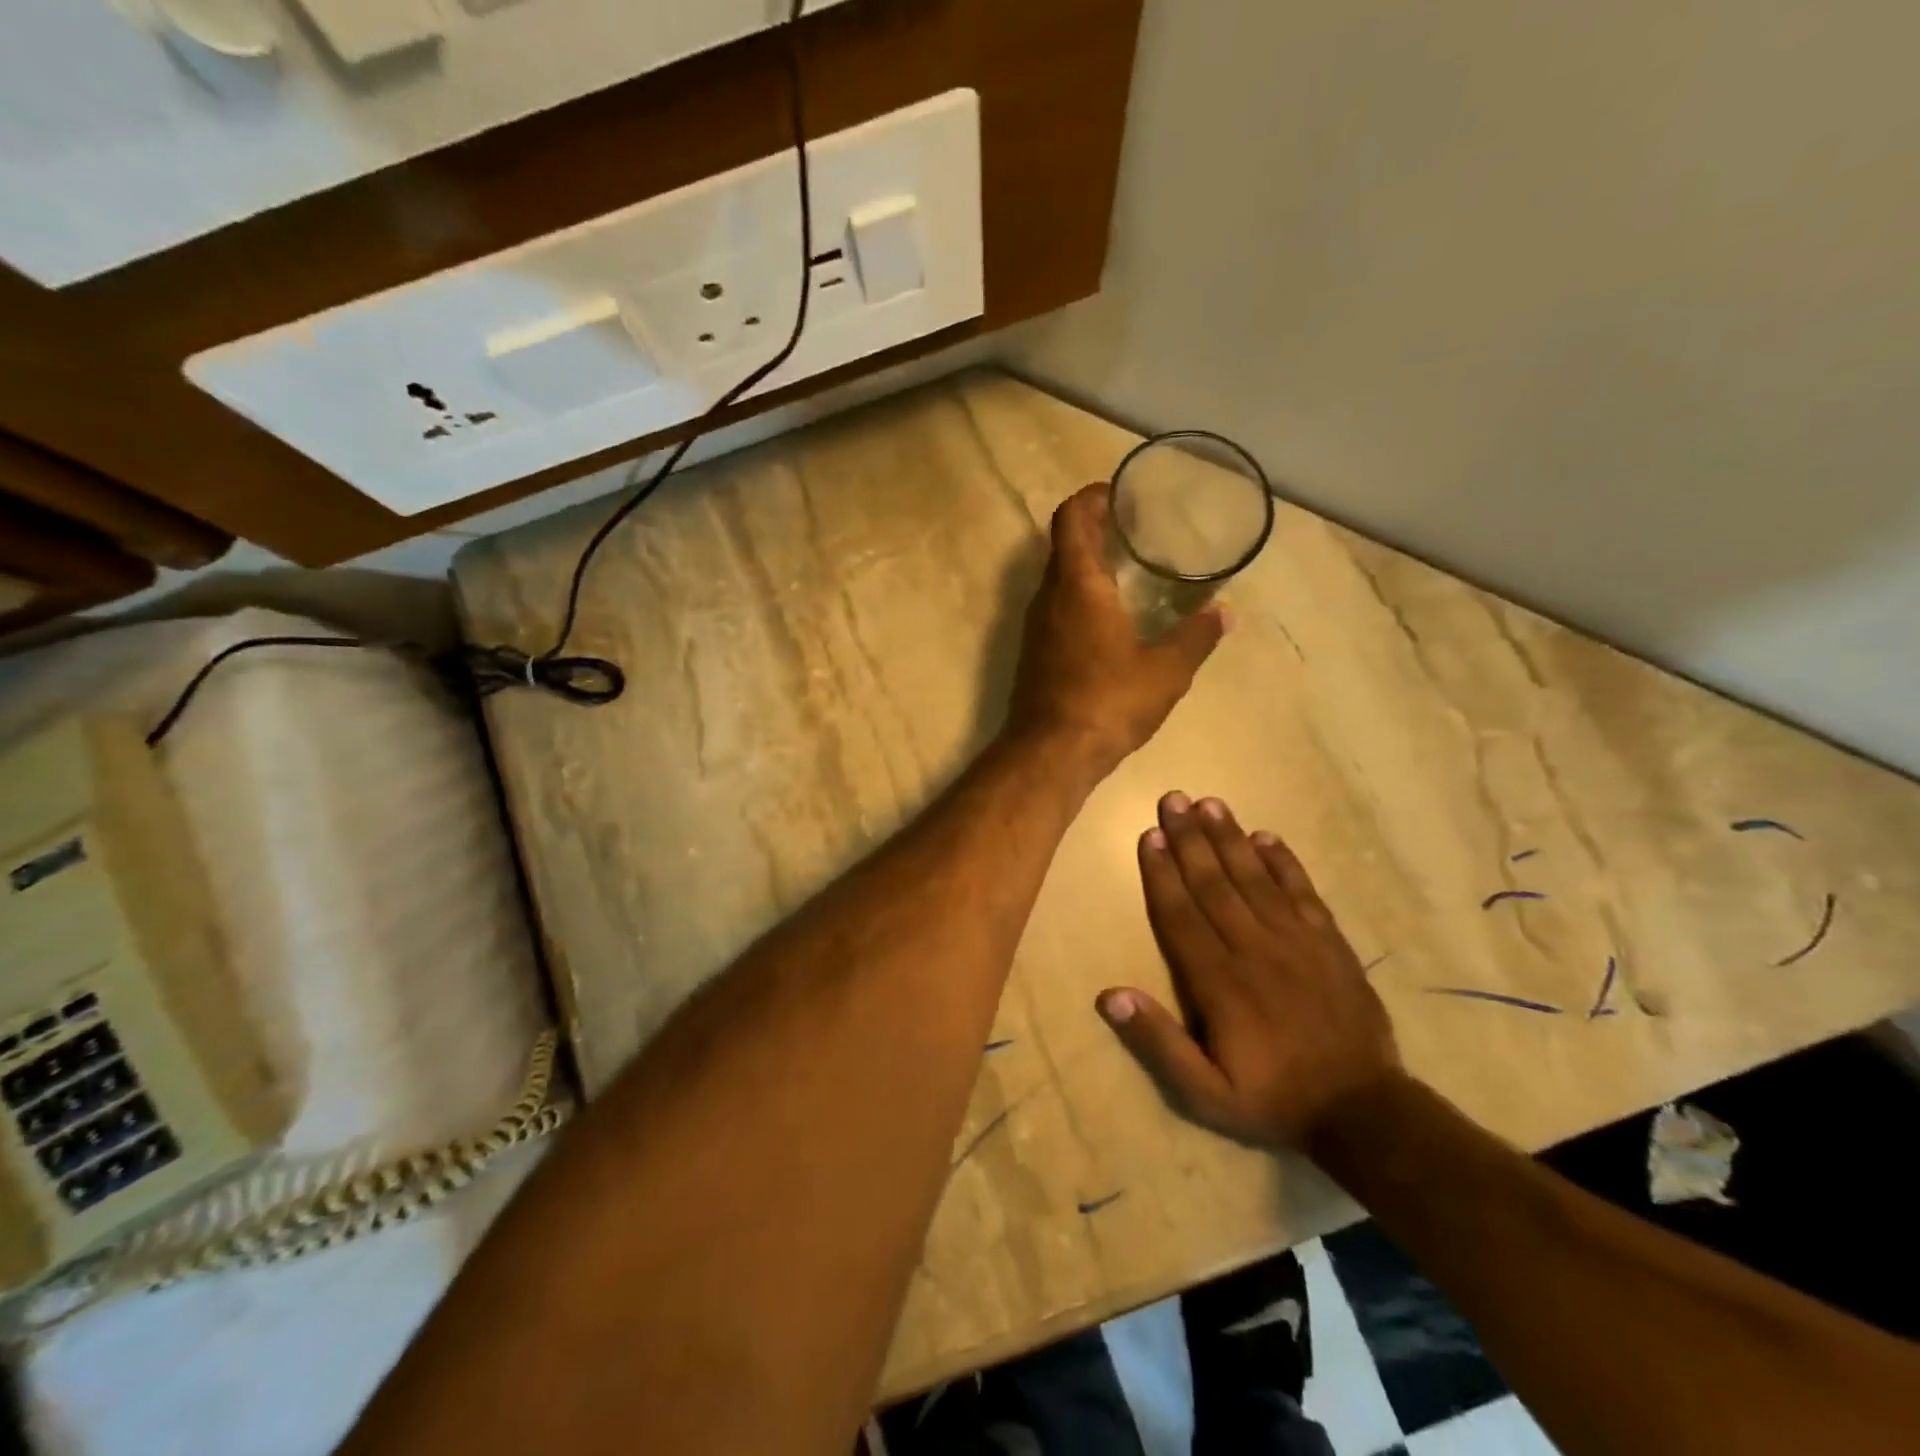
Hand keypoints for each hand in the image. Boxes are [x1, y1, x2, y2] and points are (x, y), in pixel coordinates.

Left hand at [1006, 484, 1223, 781]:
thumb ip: (1196, 637)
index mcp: (1077, 585)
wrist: (1050, 753)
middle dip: (1096, 529)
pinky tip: (1110, 618)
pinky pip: (1056, 609)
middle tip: (1135, 529)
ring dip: (1087, 565)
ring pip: (1058, 579)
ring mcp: (1035, 627)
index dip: (1092, 498)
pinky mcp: (1033, 654)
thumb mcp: (1166, 670)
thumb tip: (1224, 613)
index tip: (1120, 494)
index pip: (1071, 518)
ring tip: (1129, 569)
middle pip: (1064, 545)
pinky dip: (1079, 597)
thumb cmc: (1108, 702)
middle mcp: (1048, 597)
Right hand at [1097, 793, 1401, 1148]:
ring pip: (1255, 879)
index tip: (1150, 835)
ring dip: (1230, 839)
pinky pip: (1303, 892)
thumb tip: (1109, 995)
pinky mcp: (1329, 943)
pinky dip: (1284, 863)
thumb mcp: (1204, 1093)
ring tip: (1210, 804)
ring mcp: (1297, 941)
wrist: (1363, 1112)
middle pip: (1214, 884)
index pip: (1181, 915)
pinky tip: (1266, 837)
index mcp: (1219, 982)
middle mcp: (1254, 949)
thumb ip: (1158, 1043)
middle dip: (1190, 839)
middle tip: (1173, 799)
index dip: (1162, 873)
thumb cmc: (1272, 1099)